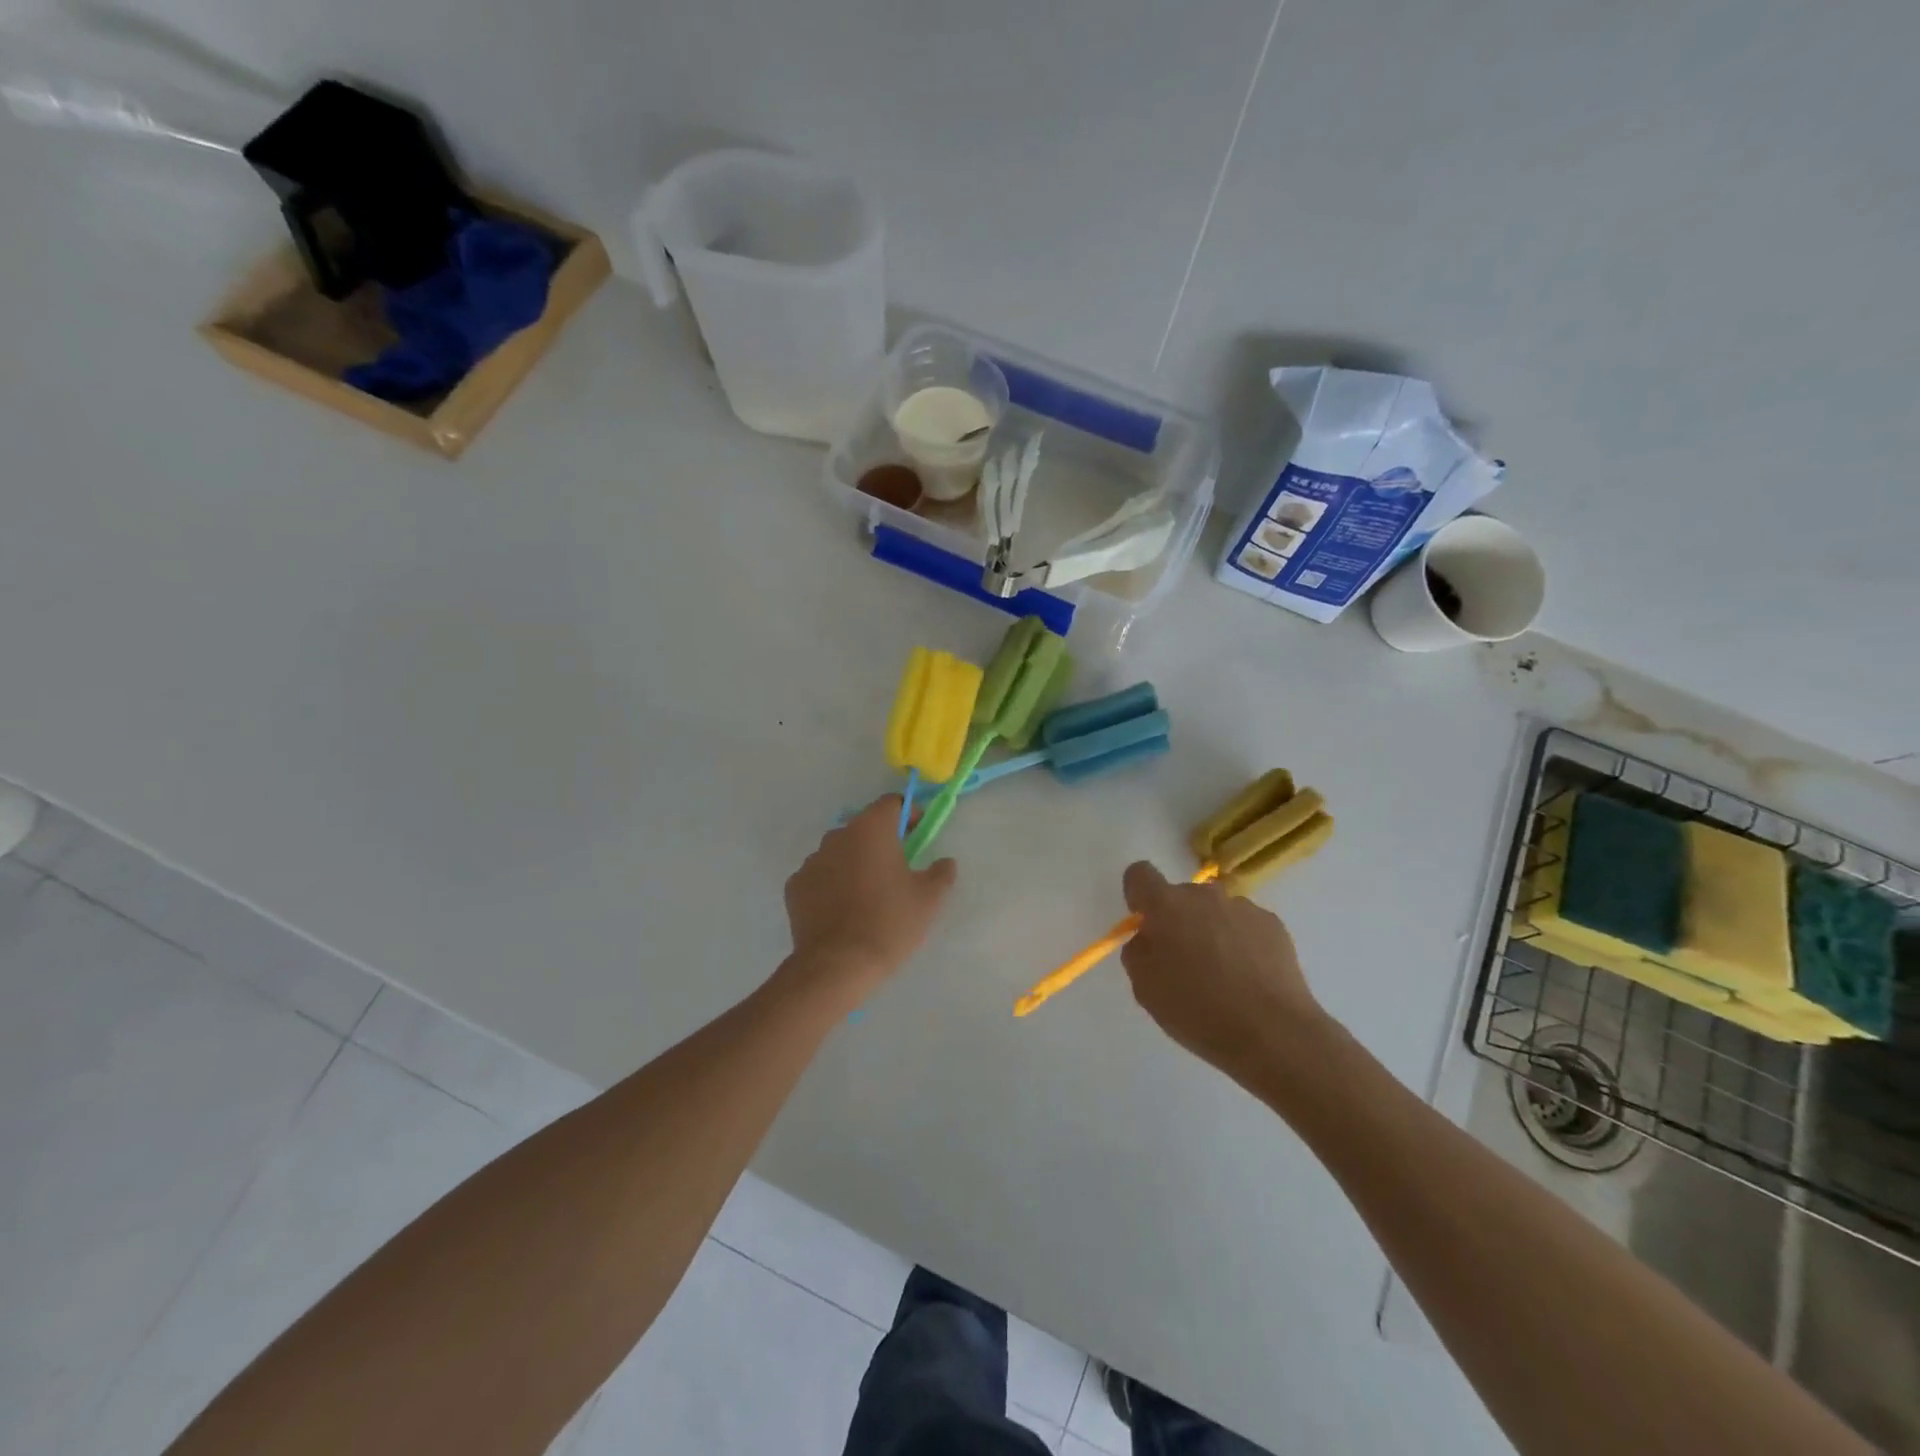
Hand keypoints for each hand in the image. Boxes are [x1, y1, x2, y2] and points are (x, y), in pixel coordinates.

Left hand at [782, 796, 956, 1001]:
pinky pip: (820, 876)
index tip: (918, 834)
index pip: (891, 804)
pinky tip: (843, 910)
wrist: (837, 965)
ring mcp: (811, 860)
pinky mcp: (794, 886)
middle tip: (898, 868)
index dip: (908, 814)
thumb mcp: (929, 899)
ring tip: (868, 894)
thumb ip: (941, 873)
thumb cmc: (889, 923)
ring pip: (840, 852)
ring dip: (855, 862)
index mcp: (871, 829)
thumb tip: (945, 862)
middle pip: (864, 827)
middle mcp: (837, 835)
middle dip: (881, 841)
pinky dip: (832, 884)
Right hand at [1118, 862, 1328, 1081]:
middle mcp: (1203, 895)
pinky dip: (1242, 943)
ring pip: (1215, 911)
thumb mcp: (1145, 988)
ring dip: (1211, 930)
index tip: (1146, 924)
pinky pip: (1245, 925)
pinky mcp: (1273, 924)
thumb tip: (1149, 938)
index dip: (1138, 895)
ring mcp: (1242, 907)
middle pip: (1181, 896)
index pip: (1140, 874)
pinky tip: (1249, 979)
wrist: (1272, 1033)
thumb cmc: (1197, 1011)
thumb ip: (1138, 952)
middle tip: (1185, 962)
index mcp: (1166, 905)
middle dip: (1178, 920)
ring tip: (1224, 976)